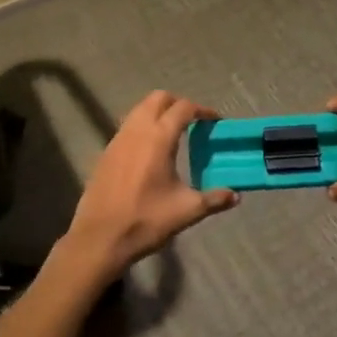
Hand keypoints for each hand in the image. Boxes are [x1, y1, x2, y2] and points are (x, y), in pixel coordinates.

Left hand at [59, 91, 237, 281]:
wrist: (100, 238)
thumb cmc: (146, 220)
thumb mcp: (187, 211)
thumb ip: (214, 199)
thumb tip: (235, 196)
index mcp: (158, 138)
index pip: (183, 108)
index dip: (202, 110)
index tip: (214, 121)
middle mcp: (136, 130)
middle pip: (158, 98)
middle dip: (178, 103)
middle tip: (193, 122)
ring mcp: (117, 139)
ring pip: (139, 110)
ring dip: (158, 112)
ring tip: (173, 134)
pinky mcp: (106, 152)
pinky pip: (127, 126)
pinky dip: (142, 127)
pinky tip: (150, 151)